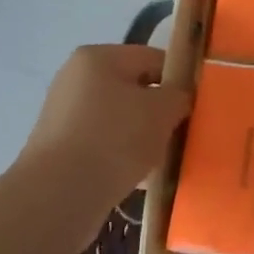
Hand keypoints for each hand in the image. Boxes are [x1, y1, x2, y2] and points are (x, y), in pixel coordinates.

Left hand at [11, 44, 192, 210]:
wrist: (59, 195)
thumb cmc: (115, 138)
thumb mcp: (163, 110)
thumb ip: (179, 95)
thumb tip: (177, 98)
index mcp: (98, 57)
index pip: (153, 58)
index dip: (179, 80)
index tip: (195, 106)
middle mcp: (75, 79)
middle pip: (135, 89)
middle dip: (158, 112)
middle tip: (178, 134)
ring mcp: (63, 114)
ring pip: (120, 119)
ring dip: (141, 136)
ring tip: (159, 160)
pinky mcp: (58, 148)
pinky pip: (102, 144)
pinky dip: (120, 156)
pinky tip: (137, 177)